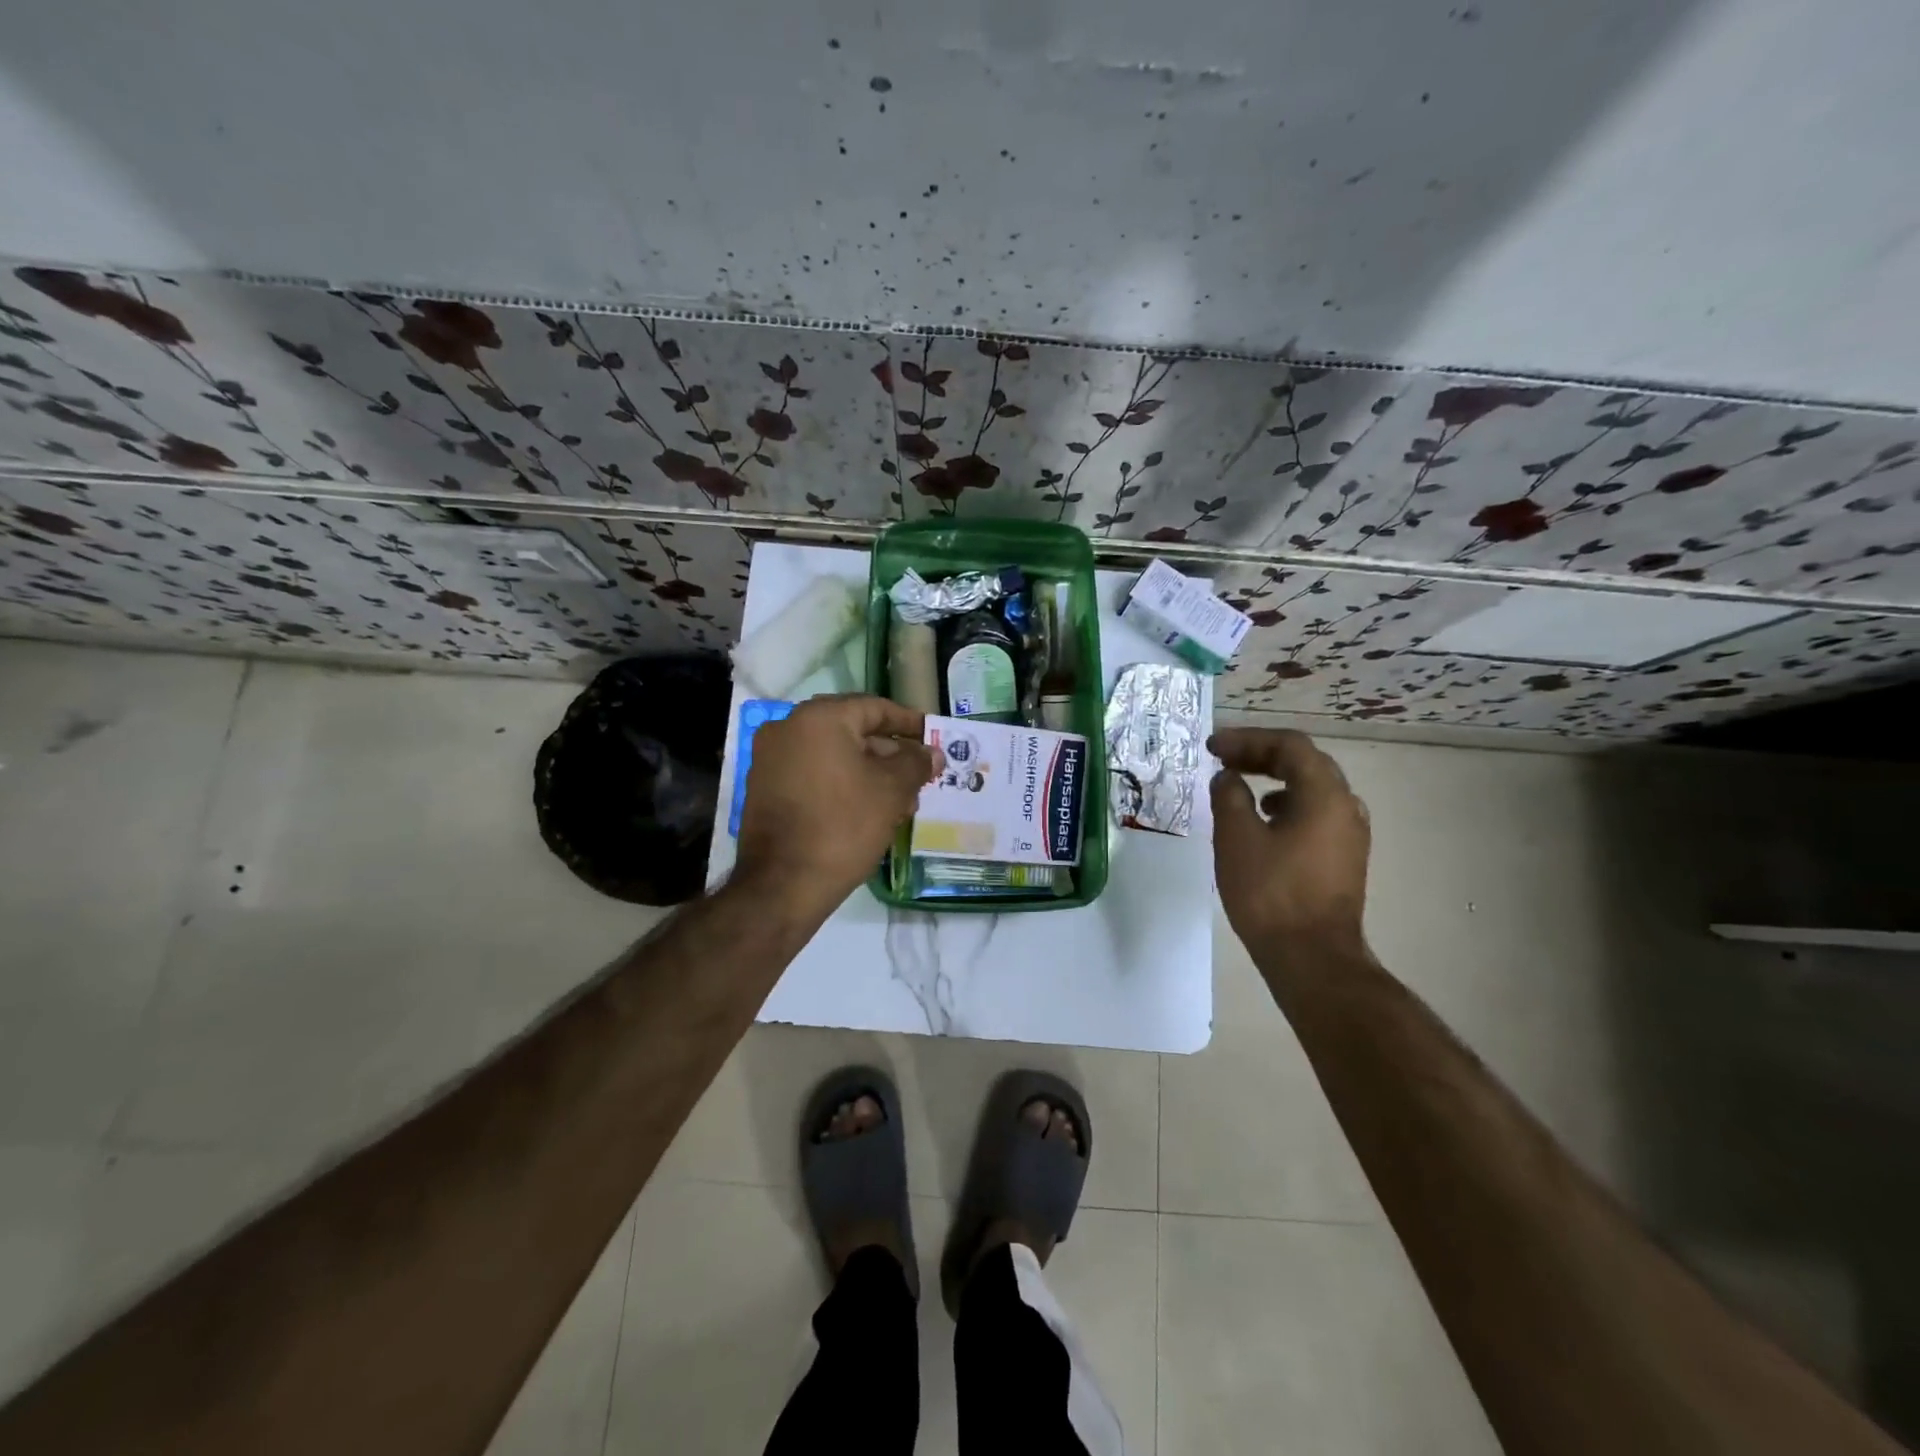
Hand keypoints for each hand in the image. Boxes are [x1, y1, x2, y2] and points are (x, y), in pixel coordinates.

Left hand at [735, 694, 936, 918]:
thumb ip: (916, 763)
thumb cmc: (843, 826)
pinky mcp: (765, 788)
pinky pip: (813, 774)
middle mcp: (788, 728)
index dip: (908, 723)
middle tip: (919, 775)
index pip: (874, 708)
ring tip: (901, 802)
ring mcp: (771, 759)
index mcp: (819, 719)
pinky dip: (841, 784)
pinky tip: (868, 810)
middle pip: (852, 731)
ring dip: (868, 772)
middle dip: (890, 754)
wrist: (782, 884)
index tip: (932, 738)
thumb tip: (932, 752)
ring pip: (833, 756)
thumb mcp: (891, 792)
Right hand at [1209, 728, 1371, 958]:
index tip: (1212, 747)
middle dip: (1261, 755)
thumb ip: (1229, 796)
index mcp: (1324, 794)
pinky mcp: (1344, 858)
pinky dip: (1286, 804)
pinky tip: (1263, 822)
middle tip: (1223, 759)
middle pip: (1304, 762)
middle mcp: (1346, 806)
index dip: (1247, 739)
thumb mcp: (1236, 837)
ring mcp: (1349, 834)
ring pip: (1311, 788)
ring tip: (1238, 786)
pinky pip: (1315, 813)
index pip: (1288, 745)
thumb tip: (1228, 778)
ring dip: (1274, 778)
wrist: (1311, 957)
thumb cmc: (1270, 892)